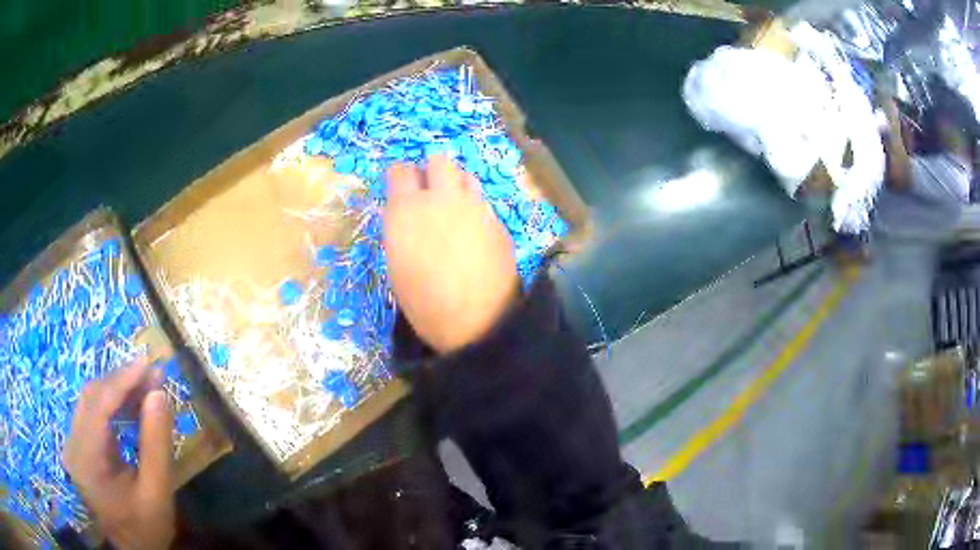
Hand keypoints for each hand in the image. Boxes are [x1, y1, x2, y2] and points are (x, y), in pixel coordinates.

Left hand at [63, 361, 174, 549]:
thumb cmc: (145, 528)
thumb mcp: (157, 494)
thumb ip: (156, 445)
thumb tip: (160, 394)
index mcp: (86, 459)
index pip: (99, 405)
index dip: (123, 381)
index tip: (150, 364)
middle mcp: (72, 444)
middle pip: (92, 397)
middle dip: (122, 382)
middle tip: (152, 375)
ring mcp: (73, 444)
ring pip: (91, 401)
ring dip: (118, 391)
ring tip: (146, 387)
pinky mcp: (79, 446)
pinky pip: (92, 414)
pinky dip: (113, 405)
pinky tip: (131, 406)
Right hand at [383, 155, 517, 353]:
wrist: (478, 321)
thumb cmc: (425, 303)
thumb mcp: (397, 265)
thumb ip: (402, 229)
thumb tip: (408, 216)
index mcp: (407, 210)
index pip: (400, 170)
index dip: (400, 177)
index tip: (401, 188)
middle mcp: (441, 199)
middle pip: (438, 161)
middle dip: (431, 172)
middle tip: (430, 193)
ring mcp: (474, 206)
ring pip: (465, 175)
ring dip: (456, 185)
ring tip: (454, 208)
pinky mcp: (497, 220)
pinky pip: (483, 201)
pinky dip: (475, 208)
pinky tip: (475, 231)